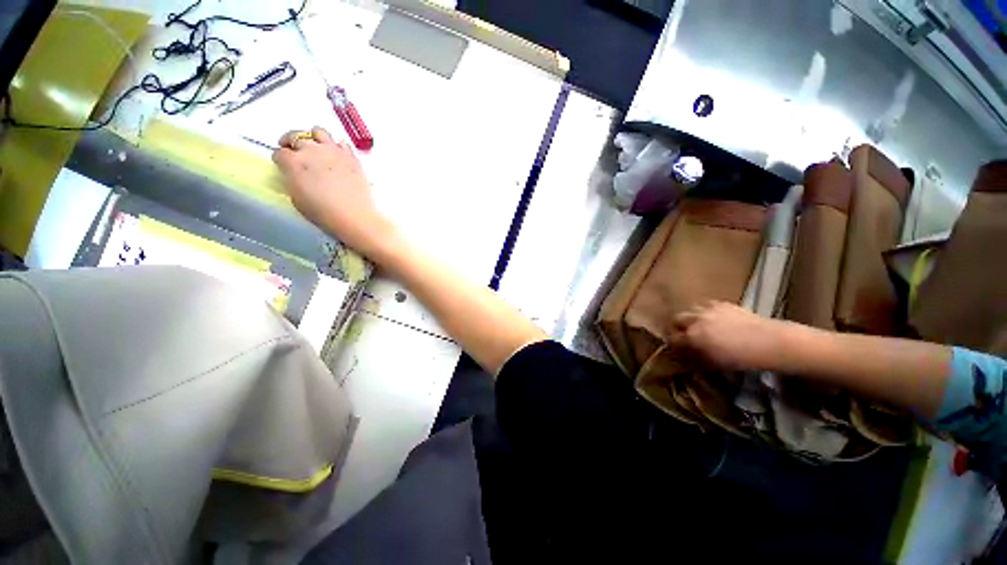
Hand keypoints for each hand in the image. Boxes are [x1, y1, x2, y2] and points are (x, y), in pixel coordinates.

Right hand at [273, 127, 395, 257]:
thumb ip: (293, 180)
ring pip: (319, 132)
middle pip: (296, 137)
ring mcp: (333, 151)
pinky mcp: (351, 157)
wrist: (354, 215)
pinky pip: (341, 143)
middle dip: (291, 142)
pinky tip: (336, 155)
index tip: (282, 164)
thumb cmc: (323, 212)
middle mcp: (311, 150)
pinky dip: (336, 146)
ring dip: (313, 138)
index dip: (280, 159)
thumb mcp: (296, 198)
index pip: (279, 153)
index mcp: (293, 162)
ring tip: (315, 148)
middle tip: (293, 151)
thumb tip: (295, 175)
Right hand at [670, 301, 782, 370]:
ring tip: (698, 325)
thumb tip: (684, 357)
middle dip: (677, 327)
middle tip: (684, 335)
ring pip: (689, 310)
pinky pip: (705, 305)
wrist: (769, 342)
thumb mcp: (714, 363)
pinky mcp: (721, 303)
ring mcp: (708, 309)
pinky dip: (704, 311)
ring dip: (690, 317)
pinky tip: (713, 318)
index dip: (673, 344)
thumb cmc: (741, 358)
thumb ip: (694, 358)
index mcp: (692, 336)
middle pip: (676, 319)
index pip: (673, 338)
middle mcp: (696, 319)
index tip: (676, 349)